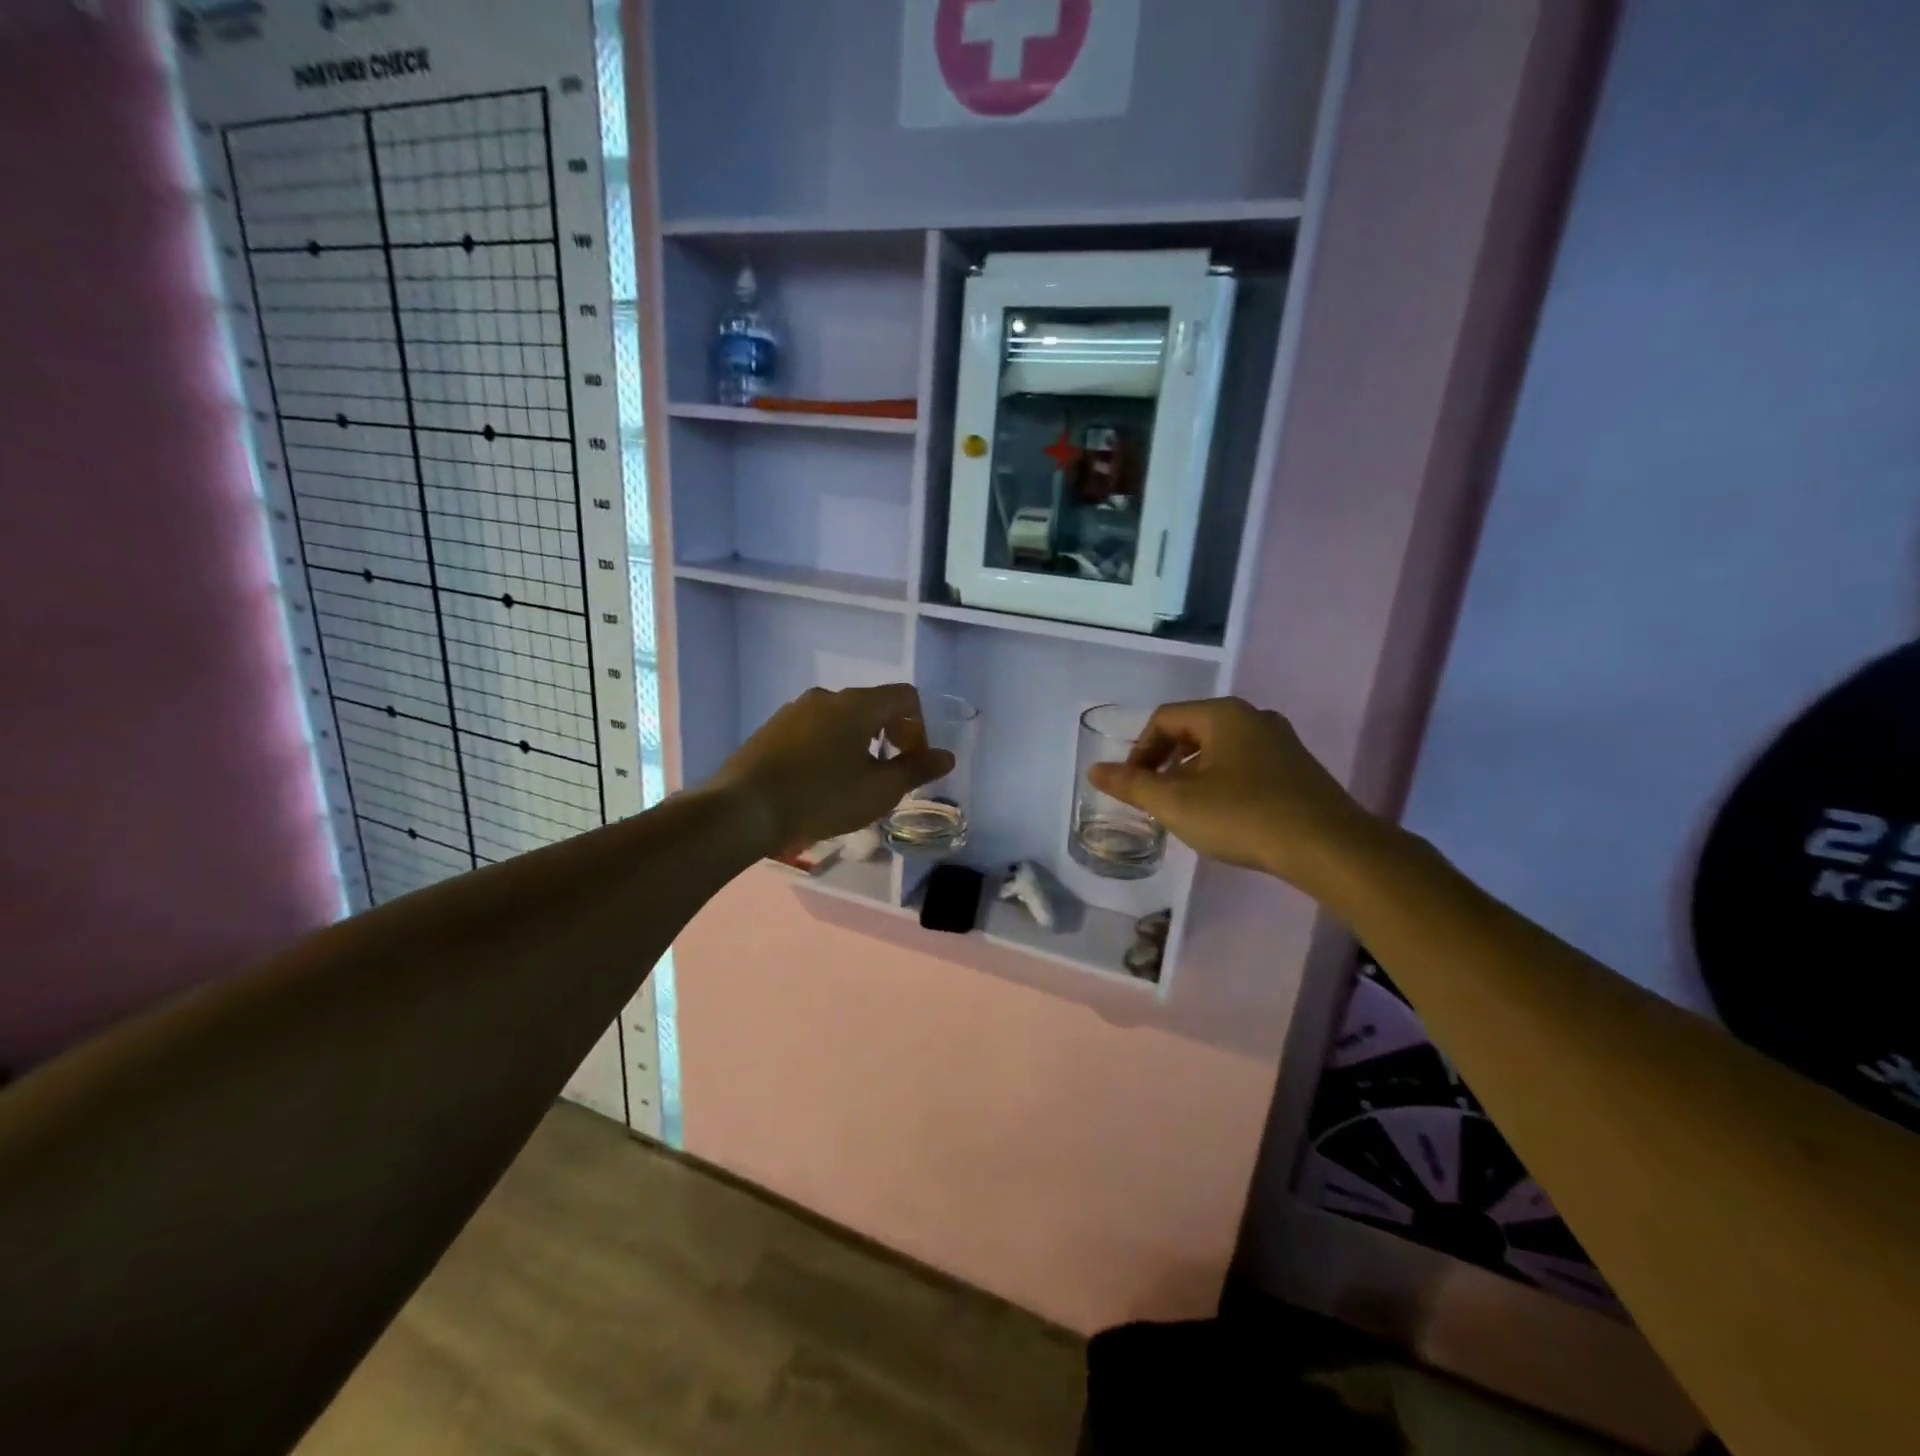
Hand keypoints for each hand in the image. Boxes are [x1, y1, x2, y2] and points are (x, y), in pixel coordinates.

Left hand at [711, 684, 954, 856]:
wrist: (744, 809)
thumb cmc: (821, 798)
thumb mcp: (879, 790)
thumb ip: (917, 770)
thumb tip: (946, 756)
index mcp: (856, 704)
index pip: (905, 696)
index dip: (919, 727)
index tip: (913, 761)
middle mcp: (826, 696)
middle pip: (873, 705)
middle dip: (890, 735)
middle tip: (889, 774)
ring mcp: (794, 710)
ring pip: (841, 719)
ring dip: (859, 743)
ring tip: (854, 781)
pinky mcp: (771, 729)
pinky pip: (814, 730)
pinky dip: (830, 747)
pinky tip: (820, 782)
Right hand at [1087, 697, 1377, 889]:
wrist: (1328, 847)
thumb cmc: (1243, 816)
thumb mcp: (1177, 803)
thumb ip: (1132, 785)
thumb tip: (1095, 770)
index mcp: (1223, 714)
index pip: (1164, 719)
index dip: (1140, 751)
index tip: (1133, 787)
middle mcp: (1254, 718)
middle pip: (1192, 731)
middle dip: (1166, 763)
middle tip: (1156, 799)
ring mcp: (1281, 743)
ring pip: (1220, 750)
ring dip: (1193, 776)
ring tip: (1186, 811)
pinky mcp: (1298, 770)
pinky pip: (1246, 766)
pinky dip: (1223, 783)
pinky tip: (1225, 816)